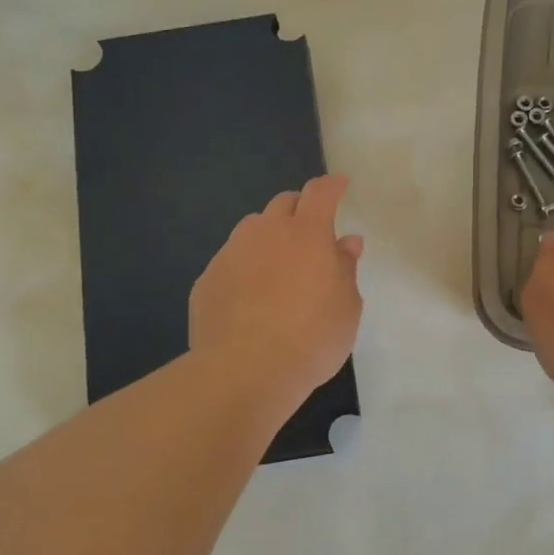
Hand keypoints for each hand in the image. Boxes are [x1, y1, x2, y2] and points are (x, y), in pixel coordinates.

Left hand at [189, 174, 364, 415]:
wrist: (244, 370)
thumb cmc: (311, 339)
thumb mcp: (346, 308)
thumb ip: (345, 269)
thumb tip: (346, 242)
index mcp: (307, 233)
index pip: (320, 192)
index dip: (331, 185)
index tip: (340, 184)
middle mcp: (266, 232)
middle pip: (283, 203)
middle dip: (299, 209)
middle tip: (310, 233)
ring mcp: (231, 253)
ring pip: (252, 229)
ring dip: (268, 236)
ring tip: (277, 266)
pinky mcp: (207, 280)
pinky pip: (230, 261)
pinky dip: (244, 268)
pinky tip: (248, 298)